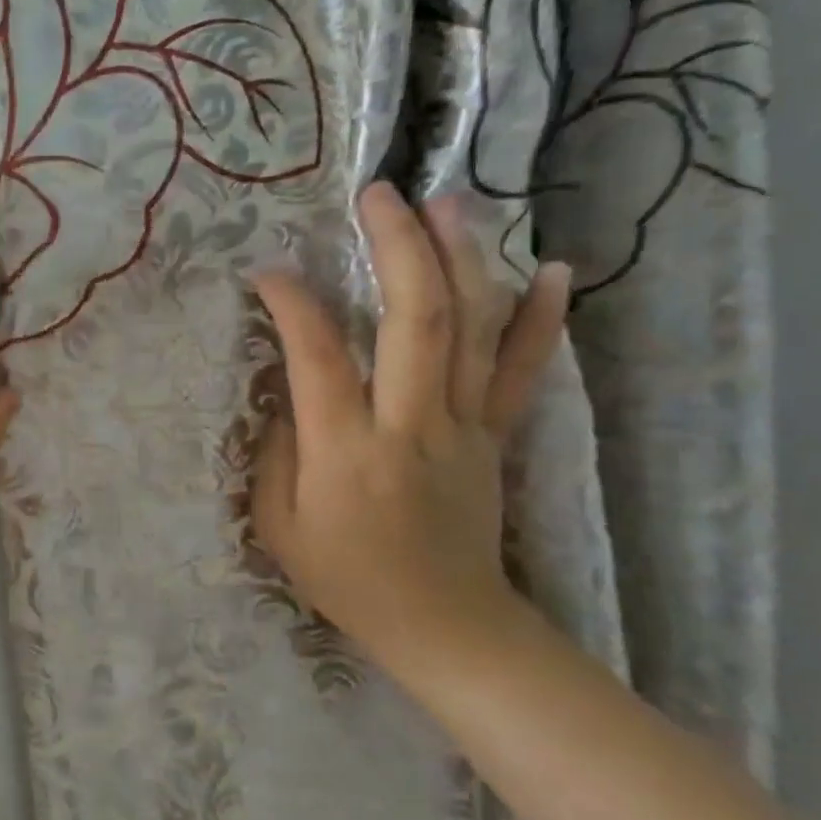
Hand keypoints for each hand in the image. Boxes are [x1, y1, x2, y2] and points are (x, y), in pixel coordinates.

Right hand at [250, 182, 568, 658]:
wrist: (444, 624)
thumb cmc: (346, 578)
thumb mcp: (279, 525)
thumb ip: (278, 450)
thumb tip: (288, 389)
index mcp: (346, 450)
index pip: (318, 355)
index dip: (293, 303)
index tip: (269, 272)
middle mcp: (410, 425)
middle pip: (413, 320)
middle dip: (397, 247)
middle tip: (379, 195)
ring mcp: (463, 427)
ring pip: (472, 330)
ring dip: (461, 258)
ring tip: (448, 201)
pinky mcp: (495, 437)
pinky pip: (523, 371)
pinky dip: (540, 318)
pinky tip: (551, 269)